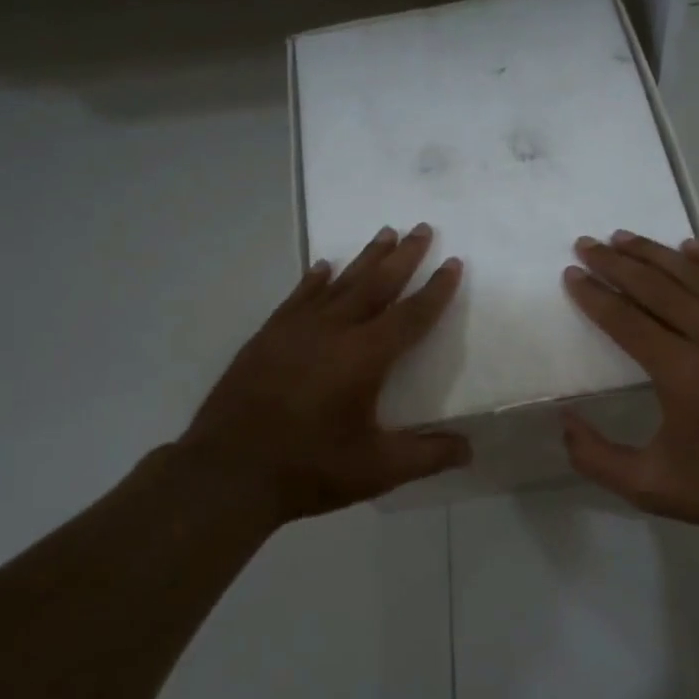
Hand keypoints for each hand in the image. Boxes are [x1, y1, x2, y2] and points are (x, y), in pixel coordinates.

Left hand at [177, 224, 469, 525]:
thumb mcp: (377, 470)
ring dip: (365, 258)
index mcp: (365, 357)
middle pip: (377, 284)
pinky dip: (315, 279)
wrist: (228, 471)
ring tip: (385, 233)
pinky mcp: (268, 336)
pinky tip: (323, 266)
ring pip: (340, 282)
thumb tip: (470, 449)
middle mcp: (334, 330)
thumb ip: (426, 456)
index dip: (436, 290)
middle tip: (422, 228)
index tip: (453, 262)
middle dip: (404, 256)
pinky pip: (299, 296)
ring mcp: (297, 329)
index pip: (412, 314)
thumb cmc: (309, 468)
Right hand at [561, 232, 698, 536]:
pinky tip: (689, 247)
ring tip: (623, 238)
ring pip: (695, 277)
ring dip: (655, 254)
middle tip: (586, 245)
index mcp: (682, 374)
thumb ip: (596, 457)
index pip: (627, 320)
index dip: (594, 296)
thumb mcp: (650, 489)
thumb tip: (564, 419)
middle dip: (616, 264)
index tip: (571, 274)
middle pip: (656, 288)